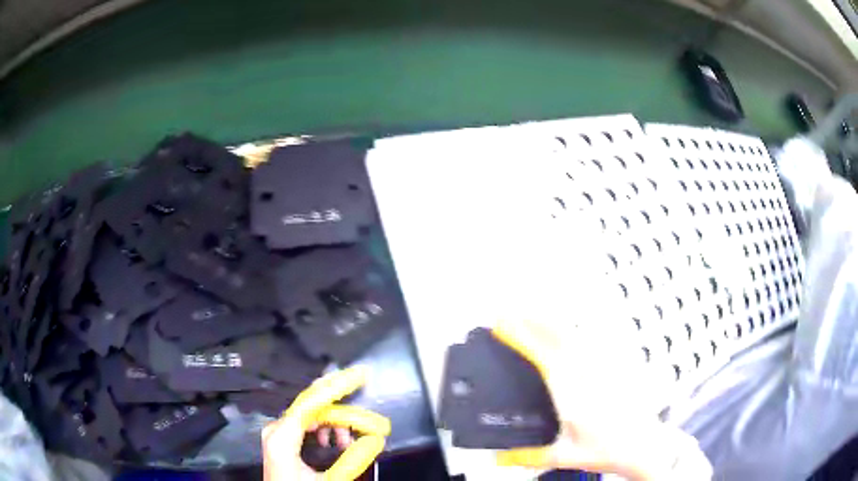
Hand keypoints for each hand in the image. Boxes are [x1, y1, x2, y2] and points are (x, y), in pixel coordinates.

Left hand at [262, 367, 391, 480]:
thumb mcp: (328, 480)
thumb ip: (352, 461)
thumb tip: (376, 440)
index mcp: (282, 437)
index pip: (311, 402)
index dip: (337, 386)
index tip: (359, 374)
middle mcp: (276, 428)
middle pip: (313, 406)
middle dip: (343, 411)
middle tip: (368, 420)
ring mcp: (276, 432)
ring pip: (311, 414)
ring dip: (334, 423)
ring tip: (348, 441)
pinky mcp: (281, 437)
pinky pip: (305, 423)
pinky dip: (324, 428)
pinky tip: (334, 440)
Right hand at [491, 319, 711, 479]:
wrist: (644, 445)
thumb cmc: (610, 450)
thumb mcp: (564, 457)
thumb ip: (527, 456)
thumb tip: (499, 458)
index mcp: (572, 395)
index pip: (542, 356)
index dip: (520, 336)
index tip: (501, 324)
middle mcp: (587, 375)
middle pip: (557, 336)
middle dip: (531, 320)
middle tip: (509, 310)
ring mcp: (602, 368)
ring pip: (573, 335)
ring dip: (550, 321)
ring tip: (531, 312)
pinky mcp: (613, 368)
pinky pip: (589, 342)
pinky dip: (570, 331)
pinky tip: (565, 330)